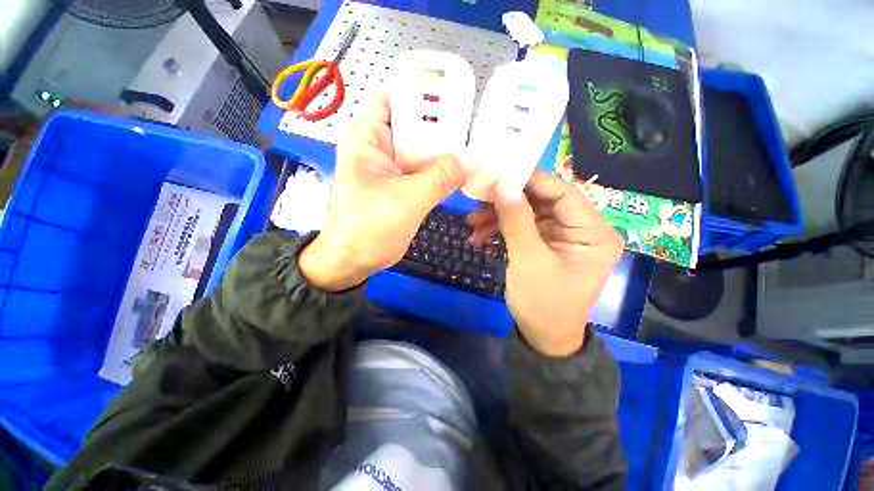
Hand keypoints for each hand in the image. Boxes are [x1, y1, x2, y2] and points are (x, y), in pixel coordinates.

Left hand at [299, 93, 467, 290]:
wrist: (353, 260)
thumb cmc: (369, 228)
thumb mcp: (407, 200)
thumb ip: (440, 178)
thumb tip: (472, 159)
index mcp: (369, 137)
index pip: (397, 95)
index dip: (425, 90)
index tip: (458, 95)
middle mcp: (380, 145)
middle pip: (414, 122)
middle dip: (442, 123)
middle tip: (476, 124)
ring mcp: (391, 166)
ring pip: (421, 148)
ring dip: (443, 149)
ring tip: (475, 145)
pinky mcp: (400, 184)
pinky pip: (423, 169)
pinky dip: (439, 169)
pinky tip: (461, 171)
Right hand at [467, 171, 623, 356]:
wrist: (542, 337)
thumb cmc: (543, 303)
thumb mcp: (528, 260)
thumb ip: (516, 220)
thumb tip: (503, 184)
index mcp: (592, 232)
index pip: (562, 191)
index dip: (529, 181)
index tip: (497, 177)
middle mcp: (581, 228)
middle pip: (541, 200)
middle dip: (507, 202)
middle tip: (478, 201)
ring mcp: (561, 235)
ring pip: (527, 213)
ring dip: (498, 217)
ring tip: (472, 224)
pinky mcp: (545, 243)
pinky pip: (522, 227)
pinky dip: (500, 230)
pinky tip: (480, 238)